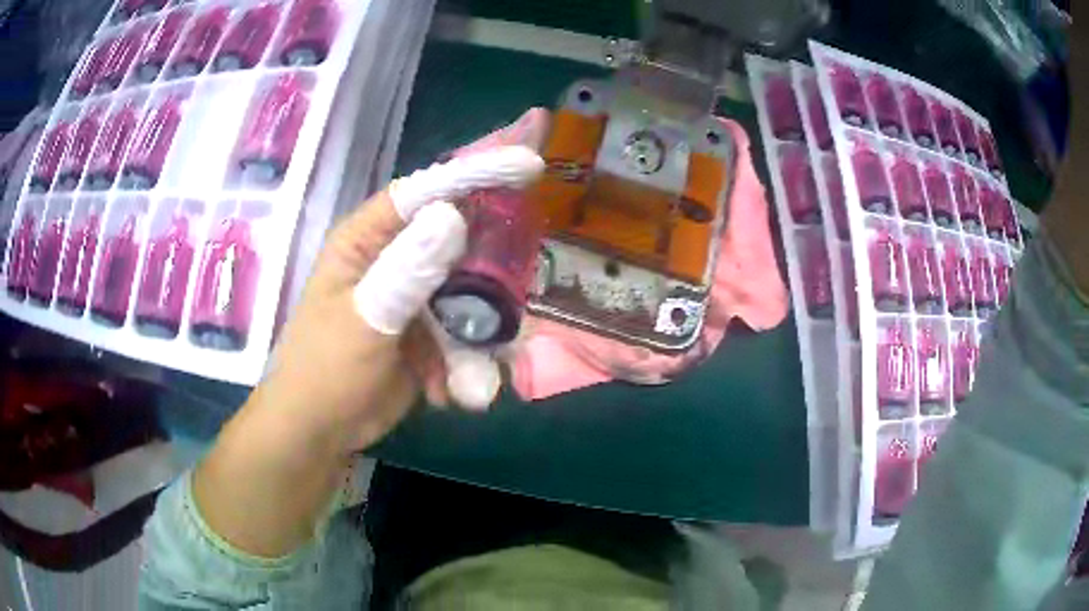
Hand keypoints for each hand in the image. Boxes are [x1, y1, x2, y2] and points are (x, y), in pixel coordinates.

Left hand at [193, 146, 543, 556]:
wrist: (320, 433)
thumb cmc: (326, 371)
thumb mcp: (364, 319)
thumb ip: (407, 271)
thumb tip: (453, 215)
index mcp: (366, 240)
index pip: (424, 192)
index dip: (474, 174)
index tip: (529, 166)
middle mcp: (393, 259)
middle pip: (457, 238)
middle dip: (493, 263)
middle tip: (522, 282)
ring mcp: (413, 297)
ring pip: (469, 291)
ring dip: (480, 330)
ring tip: (473, 369)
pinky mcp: (427, 332)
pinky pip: (464, 332)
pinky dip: (467, 361)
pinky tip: (453, 392)